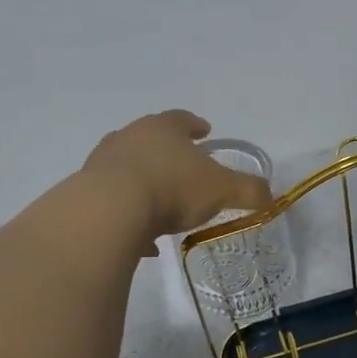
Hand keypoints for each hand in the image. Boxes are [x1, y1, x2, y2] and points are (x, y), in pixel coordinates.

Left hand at [81, 111, 274, 252]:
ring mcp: (103, 162)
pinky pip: (112, 200)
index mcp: (163, 128)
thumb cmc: (172, 189)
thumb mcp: (222, 190)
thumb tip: (271, 196)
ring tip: (160, 203)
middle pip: (150, 138)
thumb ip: (249, 191)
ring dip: (144, 180)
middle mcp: (130, 137)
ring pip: (127, 166)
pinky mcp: (85, 190)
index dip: (195, 125)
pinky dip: (127, 214)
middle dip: (167, 151)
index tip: (204, 131)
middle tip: (181, 165)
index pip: (182, 119)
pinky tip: (140, 238)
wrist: (109, 211)